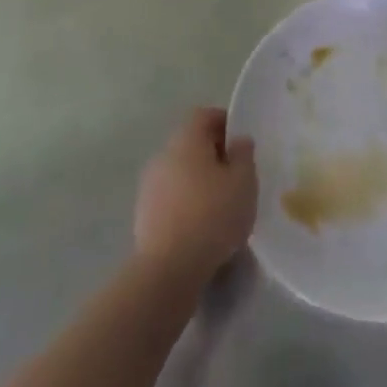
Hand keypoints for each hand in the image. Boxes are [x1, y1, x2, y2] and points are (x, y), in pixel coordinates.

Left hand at [132, 107, 257, 288]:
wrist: (167, 271)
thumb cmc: (212, 215)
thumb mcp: (244, 181)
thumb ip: (244, 155)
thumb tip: (238, 141)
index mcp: (186, 138)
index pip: (204, 116)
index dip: (224, 123)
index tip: (241, 144)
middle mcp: (163, 155)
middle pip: (190, 144)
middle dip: (212, 156)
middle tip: (235, 176)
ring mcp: (149, 187)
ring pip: (180, 173)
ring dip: (198, 182)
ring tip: (221, 206)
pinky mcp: (143, 217)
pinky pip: (170, 199)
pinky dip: (186, 205)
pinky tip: (202, 228)